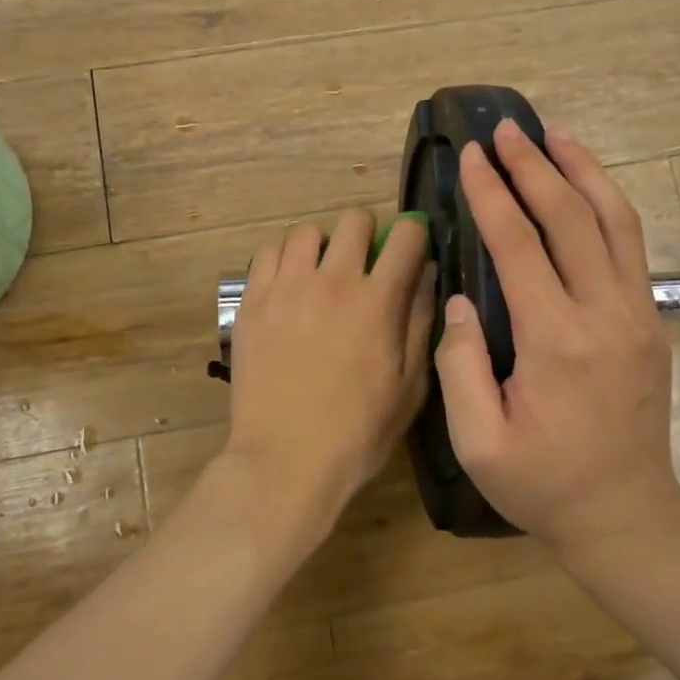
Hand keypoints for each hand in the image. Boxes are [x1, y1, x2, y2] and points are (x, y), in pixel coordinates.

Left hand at [222, 211, 435, 539]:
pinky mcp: (251, 301)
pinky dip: (282, 258)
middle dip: (366, 231)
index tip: (410, 247)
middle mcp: (332, 281)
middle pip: (354, 219)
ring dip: (321, 244)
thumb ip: (420, 322)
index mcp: (378, 301)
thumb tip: (427, 275)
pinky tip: (286, 284)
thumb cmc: (358, 432)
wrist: (285, 460)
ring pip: (305, 230)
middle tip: (363, 259)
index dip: (414, 234)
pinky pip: (267, 253)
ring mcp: (286, 288)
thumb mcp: (410, 386)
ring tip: (319, 272)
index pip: (405, 236)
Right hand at [434, 121, 679, 557]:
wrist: (627, 515)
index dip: (492, 195)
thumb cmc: (542, 484)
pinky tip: (585, 184)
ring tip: (554, 134)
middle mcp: (604, 314)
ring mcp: (637, 313)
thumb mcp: (479, 442)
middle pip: (570, 218)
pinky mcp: (650, 320)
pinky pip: (630, 245)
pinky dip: (607, 202)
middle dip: (534, 167)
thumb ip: (458, 366)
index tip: (471, 157)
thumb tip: (458, 299)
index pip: (519, 246)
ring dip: (582, 170)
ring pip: (614, 220)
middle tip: (504, 130)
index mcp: (556, 342)